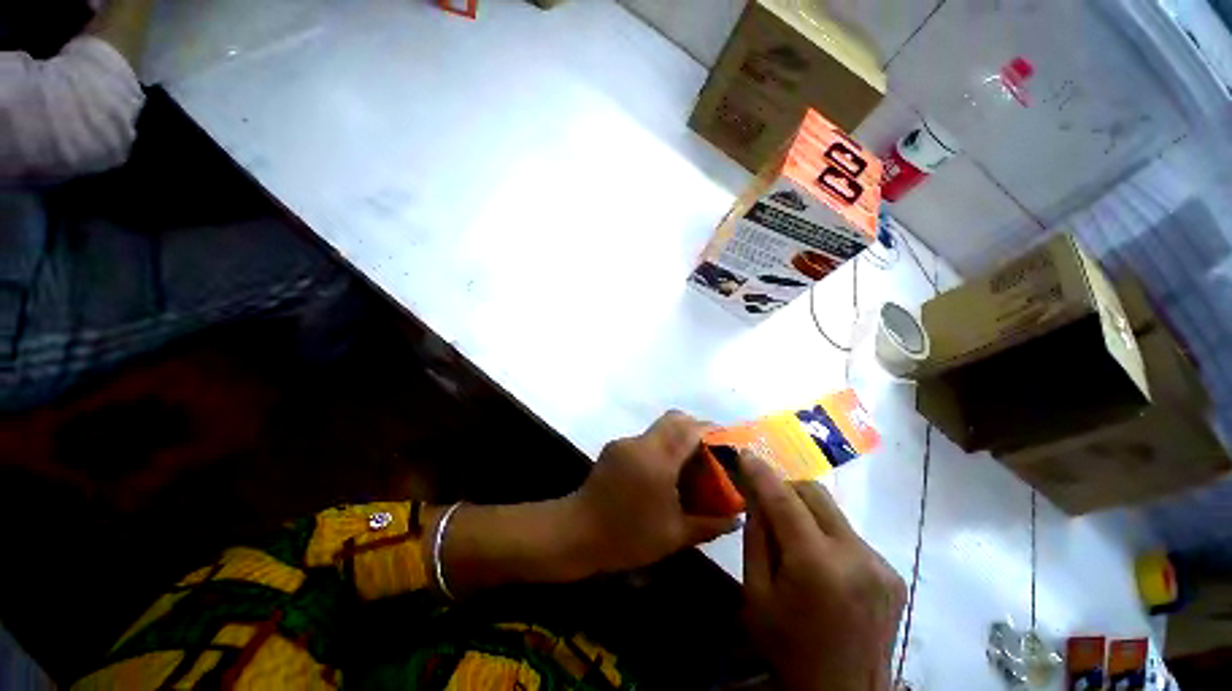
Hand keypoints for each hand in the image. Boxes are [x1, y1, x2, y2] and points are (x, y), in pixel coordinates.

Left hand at [569, 411, 739, 573]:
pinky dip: (662, 445)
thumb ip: (708, 524)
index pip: (689, 429)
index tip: (729, 440)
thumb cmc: (626, 537)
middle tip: (711, 451)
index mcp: (656, 460)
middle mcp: (640, 442)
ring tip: (691, 463)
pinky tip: (666, 471)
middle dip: (696, 428)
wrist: (575, 534)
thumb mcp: (673, 535)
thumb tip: (736, 518)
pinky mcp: (615, 447)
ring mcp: (625, 442)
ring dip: (678, 437)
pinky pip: (647, 438)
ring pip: (660, 427)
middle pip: (674, 418)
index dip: (712, 430)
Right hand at [740, 452, 906, 690]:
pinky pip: (848, 533)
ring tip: (790, 533)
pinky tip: (819, 561)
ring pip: (832, 511)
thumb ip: (755, 538)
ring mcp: (880, 563)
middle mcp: (855, 556)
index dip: (762, 472)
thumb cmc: (789, 648)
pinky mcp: (892, 571)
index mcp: (817, 566)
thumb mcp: (756, 594)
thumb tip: (755, 496)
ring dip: (805, 509)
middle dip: (785, 486)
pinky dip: (826, 532)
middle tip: (765, 496)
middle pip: (815, 493)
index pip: (784, 499)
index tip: (745, 453)